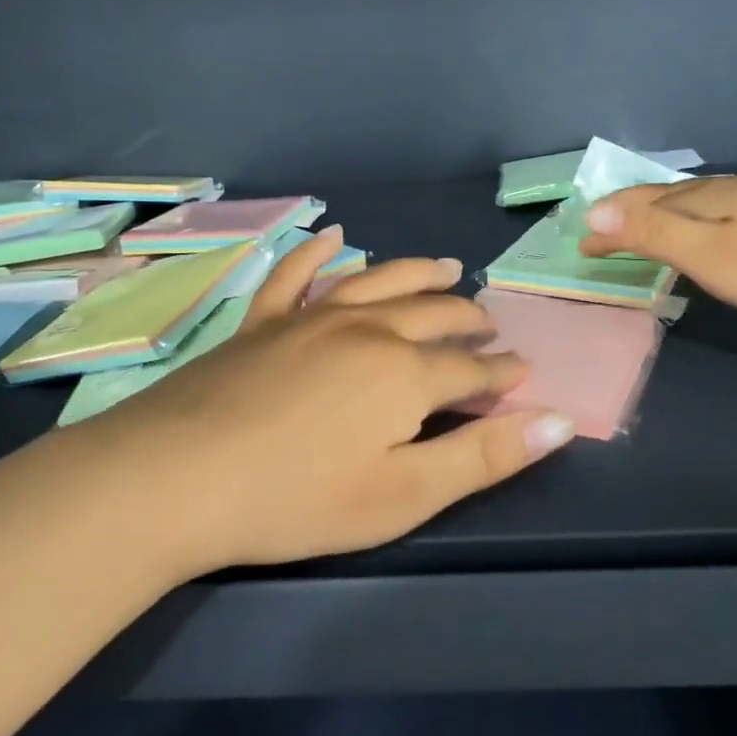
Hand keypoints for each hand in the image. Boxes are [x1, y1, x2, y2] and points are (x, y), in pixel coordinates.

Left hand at [73, 227, 575, 574]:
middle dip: (468, 319)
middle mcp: (367, 330)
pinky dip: (318, 254)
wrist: (175, 477)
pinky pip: (297, 275)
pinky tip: (334, 236)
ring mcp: (310, 319)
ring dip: (418, 274)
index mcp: (406, 373)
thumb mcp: (404, 494)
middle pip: (433, 314)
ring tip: (446, 268)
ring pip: (379, 282)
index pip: (473, 369)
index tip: (524, 370)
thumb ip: (485, 455)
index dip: (503, 373)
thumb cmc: (298, 499)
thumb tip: (561, 419)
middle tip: (488, 325)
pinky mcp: (262, 323)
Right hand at [578, 175, 736, 325]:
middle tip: (603, 234)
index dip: (609, 222)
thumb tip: (595, 208)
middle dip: (630, 213)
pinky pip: (723, 212)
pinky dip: (696, 223)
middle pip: (668, 195)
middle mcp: (732, 189)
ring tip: (646, 231)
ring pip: (698, 202)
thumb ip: (653, 232)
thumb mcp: (710, 254)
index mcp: (706, 197)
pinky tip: (711, 234)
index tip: (581, 243)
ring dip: (664, 215)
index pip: (641, 202)